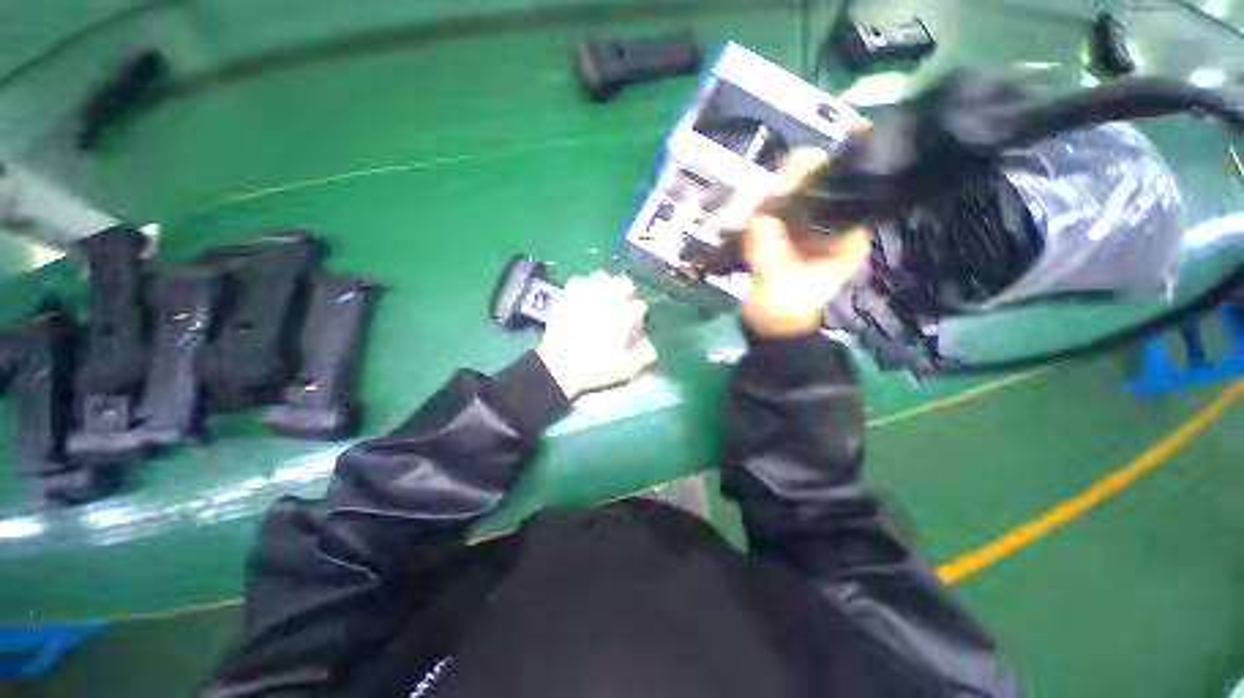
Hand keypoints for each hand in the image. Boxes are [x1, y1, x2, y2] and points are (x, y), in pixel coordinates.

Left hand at [536, 272, 657, 399]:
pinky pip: (579, 280)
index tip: (633, 326)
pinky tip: (584, 297)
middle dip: (627, 292)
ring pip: (602, 277)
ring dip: (607, 285)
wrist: (559, 367)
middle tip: (622, 305)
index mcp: (623, 316)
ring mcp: (586, 295)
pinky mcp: (568, 295)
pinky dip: (584, 286)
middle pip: (625, 282)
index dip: (639, 316)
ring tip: (604, 297)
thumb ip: (644, 356)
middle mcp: (607, 300)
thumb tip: (650, 345)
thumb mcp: (626, 369)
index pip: (640, 306)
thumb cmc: (595, 368)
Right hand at [718, 146, 872, 336]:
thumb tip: (757, 221)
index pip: (839, 183)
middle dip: (770, 190)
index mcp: (844, 231)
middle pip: (804, 179)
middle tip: (742, 211)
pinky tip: (725, 224)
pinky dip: (741, 212)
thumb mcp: (781, 289)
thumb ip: (772, 257)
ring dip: (748, 203)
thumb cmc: (785, 312)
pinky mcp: (777, 227)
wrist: (771, 327)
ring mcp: (799, 221)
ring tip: (726, 224)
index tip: (780, 184)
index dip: (812, 174)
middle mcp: (825, 218)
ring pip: (777, 191)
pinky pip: (760, 207)